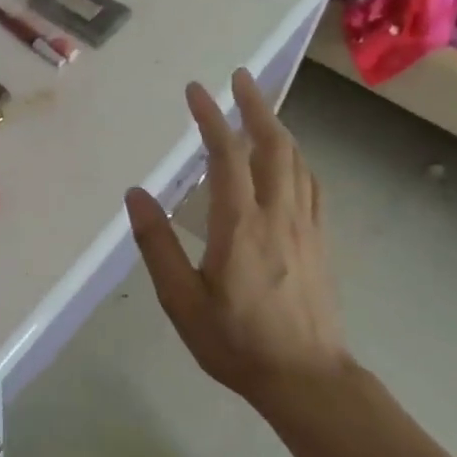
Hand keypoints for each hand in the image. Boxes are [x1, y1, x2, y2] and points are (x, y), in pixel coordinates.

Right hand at [125, 69, 345, 399]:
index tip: (197, 89)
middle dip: (255, 106)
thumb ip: (158, 245)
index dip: (212, 118)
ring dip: (277, 126)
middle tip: (239, 77)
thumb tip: (137, 194)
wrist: (307, 380)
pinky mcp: (320, 241)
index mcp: (241, 225)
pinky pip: (311, 184)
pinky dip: (296, 158)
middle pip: (273, 145)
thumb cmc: (236, 342)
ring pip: (296, 161)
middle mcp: (279, 215)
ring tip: (259, 106)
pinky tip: (289, 158)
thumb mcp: (182, 301)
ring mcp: (306, 227)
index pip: (228, 156)